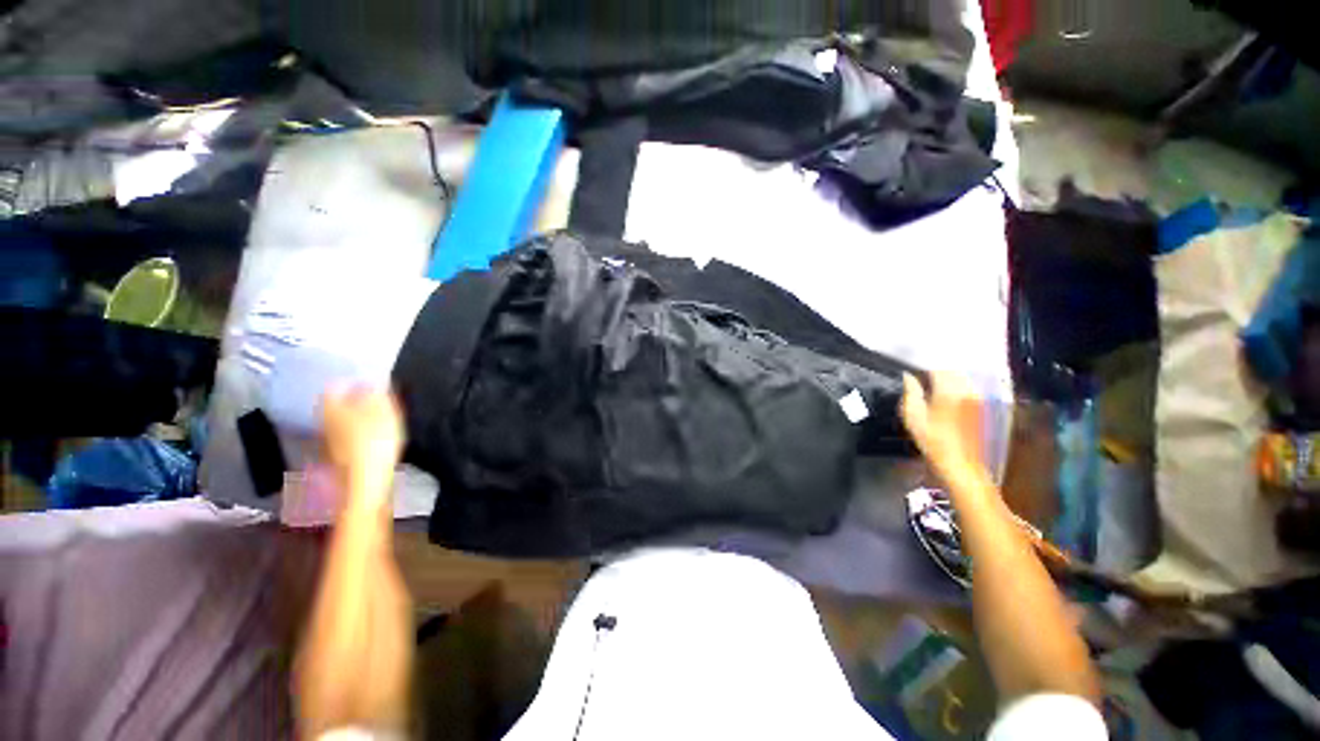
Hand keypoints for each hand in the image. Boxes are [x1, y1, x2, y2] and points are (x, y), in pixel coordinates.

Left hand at [321, 386, 404, 505]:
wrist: (366, 483)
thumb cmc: (375, 441)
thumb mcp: (383, 411)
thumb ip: (376, 393)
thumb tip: (371, 379)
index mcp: (332, 408)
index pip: (334, 387)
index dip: (348, 381)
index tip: (363, 380)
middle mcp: (324, 423)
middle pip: (335, 406)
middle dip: (350, 400)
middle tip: (370, 397)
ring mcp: (329, 443)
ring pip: (339, 422)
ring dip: (353, 417)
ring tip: (374, 417)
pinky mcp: (339, 459)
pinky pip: (346, 438)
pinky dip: (356, 433)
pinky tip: (370, 438)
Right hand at [901, 372, 987, 484]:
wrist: (961, 464)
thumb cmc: (933, 441)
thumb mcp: (912, 417)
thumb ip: (910, 392)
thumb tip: (908, 376)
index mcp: (948, 391)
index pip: (936, 367)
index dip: (922, 363)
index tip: (911, 364)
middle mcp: (966, 390)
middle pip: (951, 369)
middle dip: (935, 367)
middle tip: (919, 370)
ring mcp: (976, 397)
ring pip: (961, 376)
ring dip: (946, 374)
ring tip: (931, 379)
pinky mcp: (981, 406)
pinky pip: (967, 386)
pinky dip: (956, 383)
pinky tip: (945, 391)